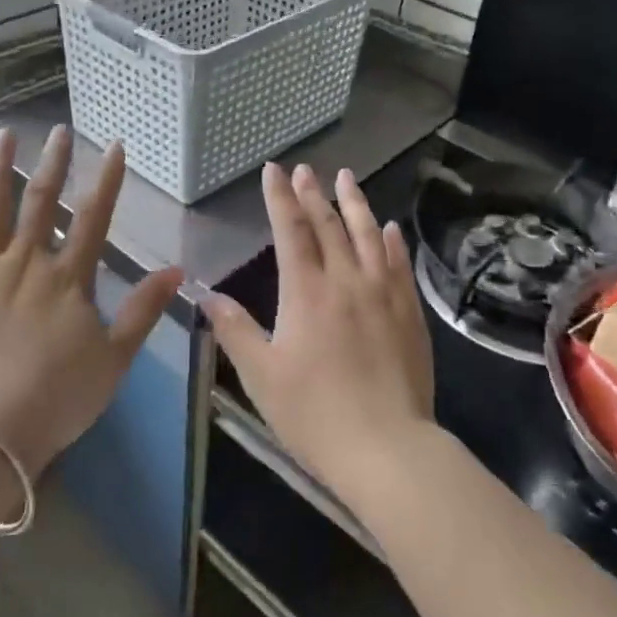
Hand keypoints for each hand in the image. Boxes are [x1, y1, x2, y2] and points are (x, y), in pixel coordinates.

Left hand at [0, 126, 181, 474]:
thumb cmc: (57, 398)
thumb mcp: (115, 358)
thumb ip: (144, 309)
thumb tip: (177, 269)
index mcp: (67, 278)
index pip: (93, 216)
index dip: (106, 179)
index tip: (113, 145)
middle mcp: (25, 262)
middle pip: (41, 201)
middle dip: (54, 162)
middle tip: (59, 129)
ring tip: (3, 135)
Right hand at [203, 163, 433, 499]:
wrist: (386, 447)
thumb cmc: (314, 413)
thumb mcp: (262, 375)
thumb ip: (234, 330)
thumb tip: (206, 295)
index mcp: (306, 292)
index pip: (290, 230)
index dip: (280, 198)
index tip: (274, 170)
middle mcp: (346, 280)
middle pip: (329, 225)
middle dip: (313, 193)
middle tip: (305, 169)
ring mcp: (384, 293)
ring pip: (368, 235)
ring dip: (355, 203)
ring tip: (347, 177)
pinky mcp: (409, 312)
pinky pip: (399, 264)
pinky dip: (391, 241)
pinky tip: (389, 228)